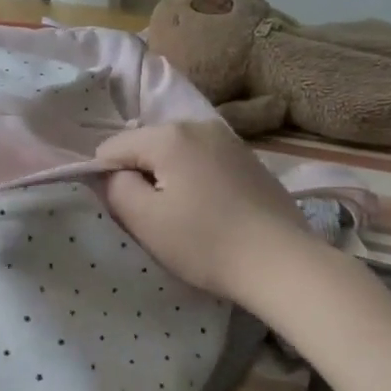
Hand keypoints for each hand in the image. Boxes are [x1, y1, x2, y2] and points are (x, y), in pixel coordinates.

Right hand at [96, 121, 320, 301]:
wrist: (282, 264)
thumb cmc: (204, 242)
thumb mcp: (143, 219)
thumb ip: (114, 188)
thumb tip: (109, 174)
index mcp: (169, 135)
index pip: (112, 147)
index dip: (107, 179)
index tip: (124, 211)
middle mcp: (199, 126)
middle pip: (145, 147)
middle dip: (140, 177)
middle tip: (152, 218)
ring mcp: (229, 141)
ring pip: (175, 155)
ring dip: (168, 180)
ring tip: (182, 217)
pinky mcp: (249, 161)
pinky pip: (203, 163)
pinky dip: (195, 182)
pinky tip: (210, 212)